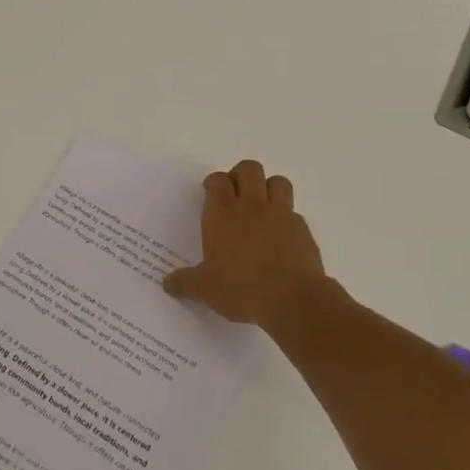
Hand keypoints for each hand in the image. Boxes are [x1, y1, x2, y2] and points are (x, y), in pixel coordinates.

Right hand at [163, 159, 329, 329]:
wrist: (293, 299)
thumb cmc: (242, 289)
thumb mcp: (206, 290)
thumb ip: (185, 283)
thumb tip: (168, 283)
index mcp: (222, 214)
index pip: (218, 180)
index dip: (214, 182)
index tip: (210, 193)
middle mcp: (251, 206)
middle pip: (249, 169)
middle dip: (241, 175)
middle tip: (235, 194)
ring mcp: (280, 214)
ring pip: (277, 182)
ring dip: (268, 187)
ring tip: (262, 206)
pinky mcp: (302, 229)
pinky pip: (293, 212)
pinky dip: (286, 218)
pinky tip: (280, 237)